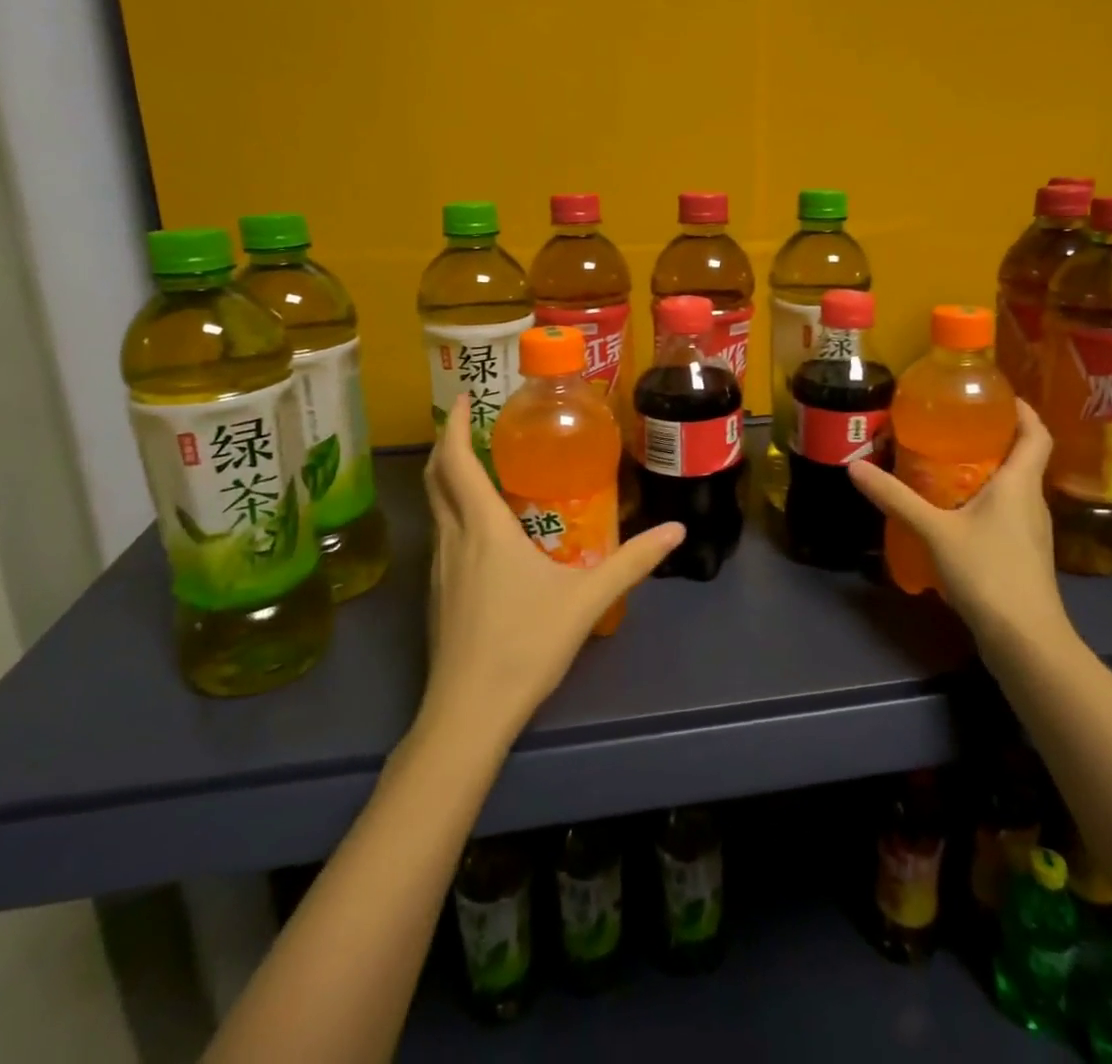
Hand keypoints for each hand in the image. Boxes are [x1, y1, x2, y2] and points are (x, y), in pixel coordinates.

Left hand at [419, 396, 682, 744]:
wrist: (469, 712)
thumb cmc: (526, 643)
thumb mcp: (587, 598)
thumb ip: (633, 562)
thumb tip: (676, 531)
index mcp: (484, 528)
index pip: (455, 461)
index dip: (453, 425)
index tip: (463, 398)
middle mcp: (453, 539)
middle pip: (436, 479)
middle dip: (447, 445)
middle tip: (473, 425)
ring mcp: (439, 569)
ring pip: (436, 509)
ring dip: (450, 480)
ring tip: (484, 469)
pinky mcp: (438, 595)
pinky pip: (443, 536)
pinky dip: (456, 513)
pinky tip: (486, 532)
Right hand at [849, 399, 1069, 660]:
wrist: (1025, 639)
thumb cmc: (988, 572)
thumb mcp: (935, 531)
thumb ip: (896, 498)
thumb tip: (855, 466)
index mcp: (1019, 484)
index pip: (1036, 434)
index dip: (1022, 410)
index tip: (996, 395)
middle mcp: (1032, 501)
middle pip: (1022, 457)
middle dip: (993, 437)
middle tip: (952, 425)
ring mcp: (1031, 530)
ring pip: (1013, 486)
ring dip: (986, 470)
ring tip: (945, 462)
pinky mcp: (1022, 554)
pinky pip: (1005, 512)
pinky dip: (983, 499)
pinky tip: (953, 510)